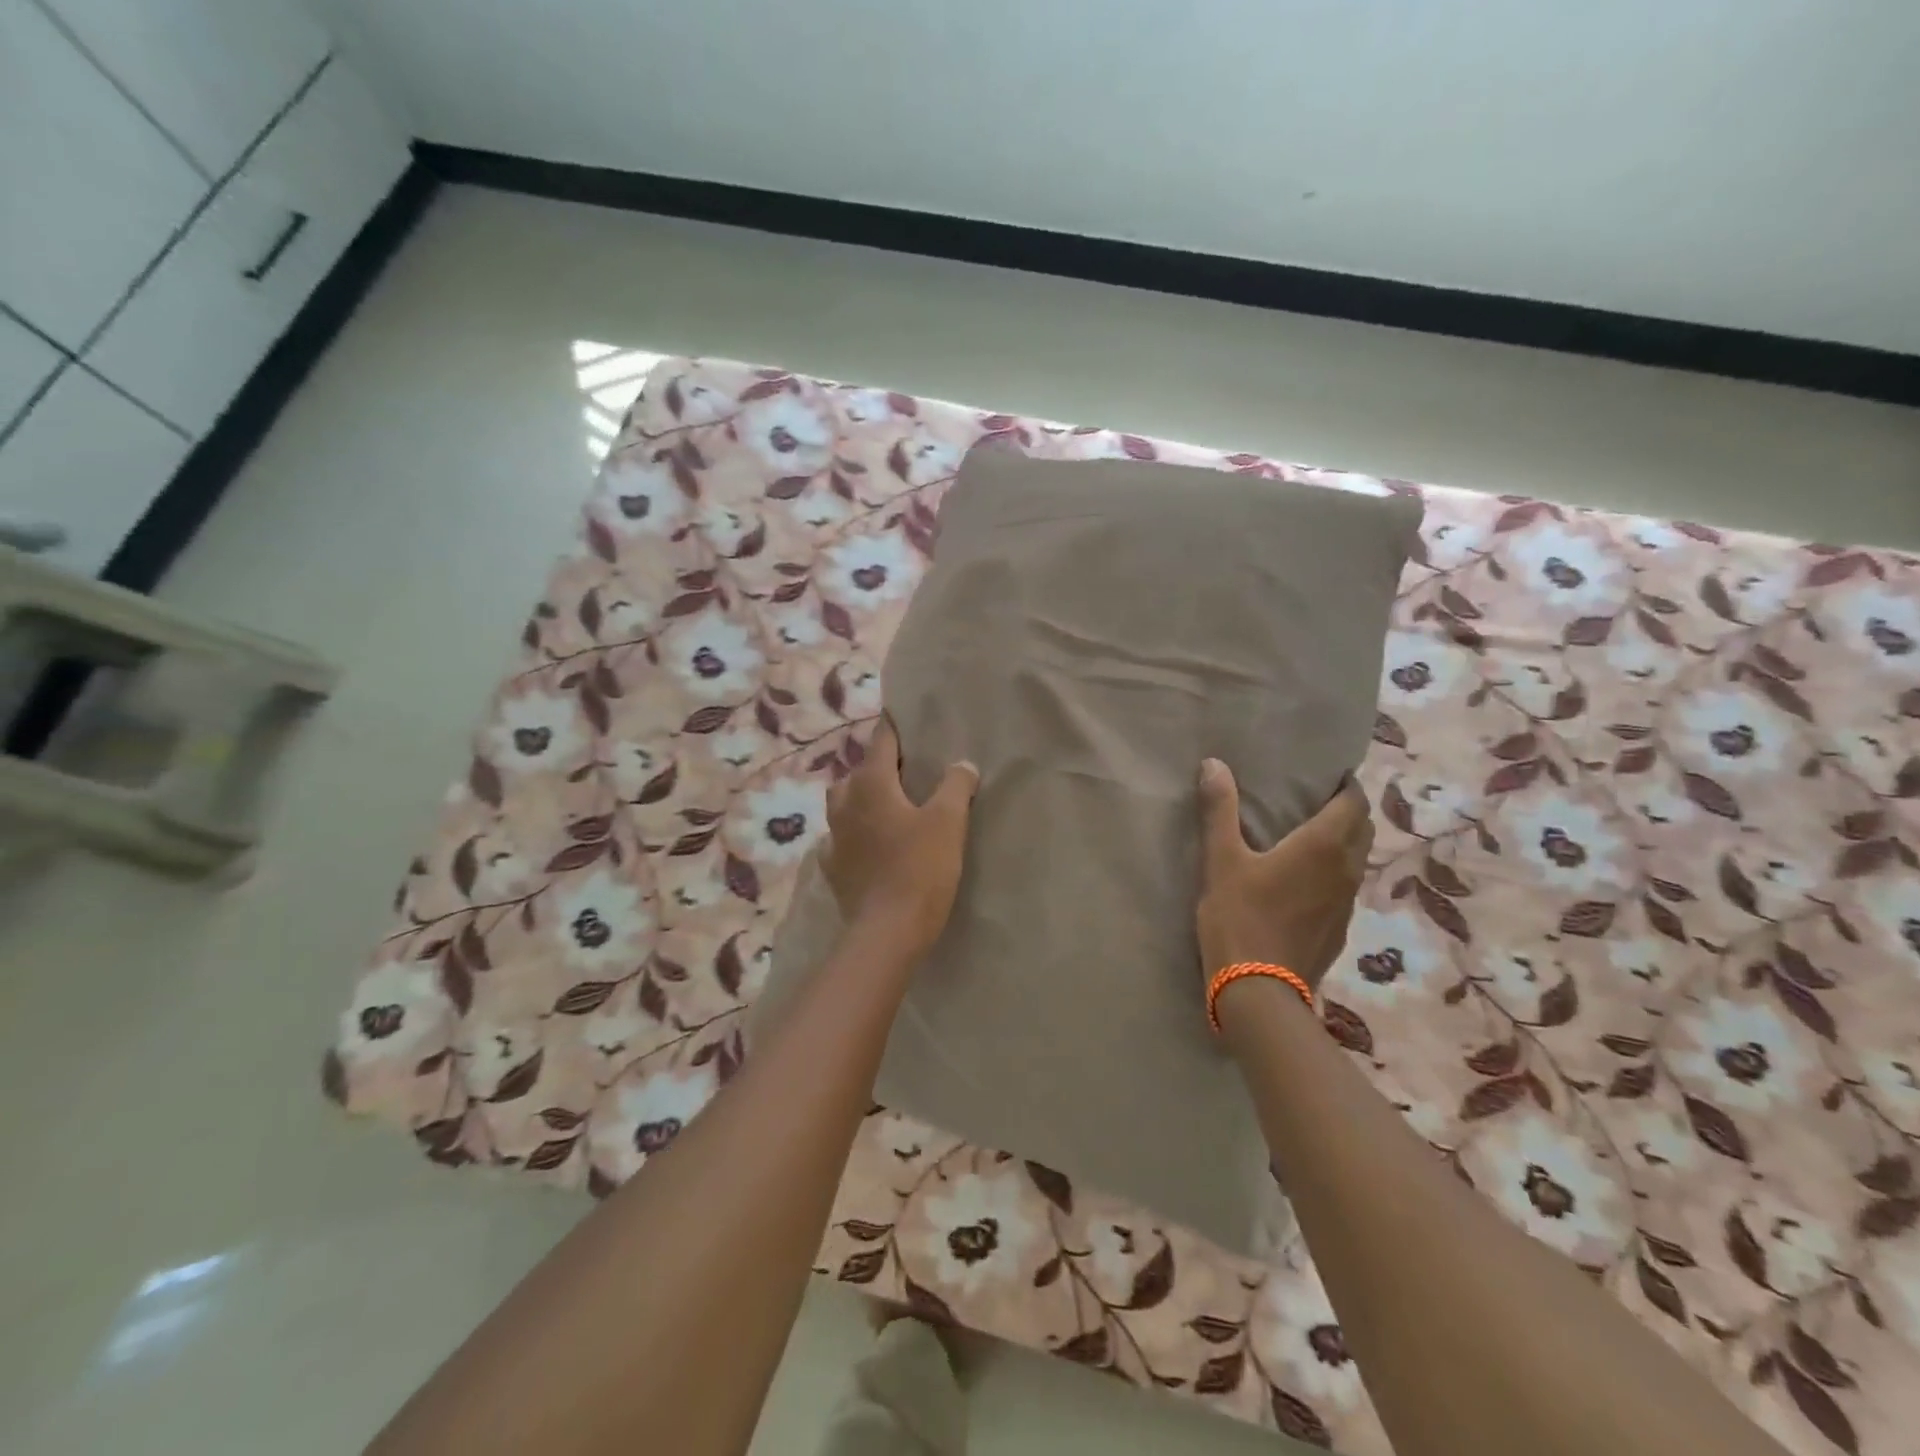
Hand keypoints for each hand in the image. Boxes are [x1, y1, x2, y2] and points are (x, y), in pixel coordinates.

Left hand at [822, 718, 978, 957]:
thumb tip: (961, 764)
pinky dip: (854, 833)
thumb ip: (956, 785)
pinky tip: (869, 844)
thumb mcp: (949, 821)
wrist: (888, 930)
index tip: (904, 716)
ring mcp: (834, 836)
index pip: (881, 740)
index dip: (894, 727)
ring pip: (844, 803)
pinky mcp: (833, 866)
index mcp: (871, 783)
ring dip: (862, 798)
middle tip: (906, 771)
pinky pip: (841, 838)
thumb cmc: (921, 867)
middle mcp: (845, 802)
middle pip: (859, 771)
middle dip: (879, 766)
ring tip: (888, 806)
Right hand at [1195, 759, 1371, 997]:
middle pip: (1362, 829)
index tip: (1327, 774)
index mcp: (1323, 845)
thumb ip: (1219, 810)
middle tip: (1316, 799)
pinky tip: (1305, 881)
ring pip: (1357, 860)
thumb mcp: (1221, 859)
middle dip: (1348, 809)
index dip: (1346, 785)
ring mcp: (1347, 903)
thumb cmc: (1240, 916)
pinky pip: (1345, 887)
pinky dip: (1334, 872)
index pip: (1354, 802)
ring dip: (1343, 842)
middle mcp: (1346, 869)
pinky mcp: (1339, 930)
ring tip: (1311, 835)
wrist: (1258, 990)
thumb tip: (1214, 764)